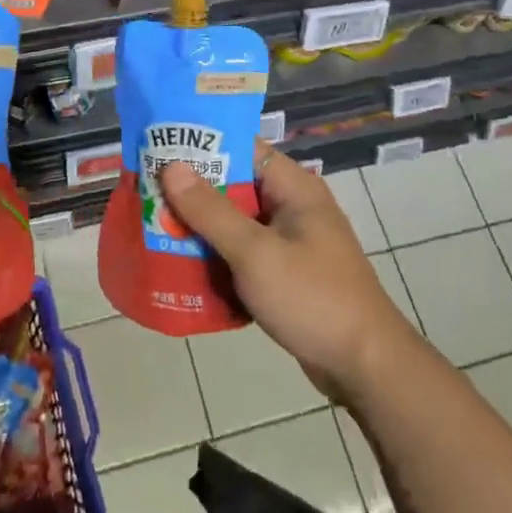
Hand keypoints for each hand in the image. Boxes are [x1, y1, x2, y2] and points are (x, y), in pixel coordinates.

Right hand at [159, 148, 416, 398]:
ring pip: (234, 221)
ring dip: (200, 226)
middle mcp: (292, 205)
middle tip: (145, 192)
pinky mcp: (285, 271)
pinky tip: (182, 263)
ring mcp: (289, 240)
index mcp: (293, 187)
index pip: (241, 148)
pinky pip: (242, 252)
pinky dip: (216, 255)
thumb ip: (211, 210)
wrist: (365, 368)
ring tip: (153, 225)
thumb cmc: (312, 298)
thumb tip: (171, 165)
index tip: (157, 148)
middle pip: (233, 185)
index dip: (200, 145)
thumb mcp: (255, 252)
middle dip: (191, 190)